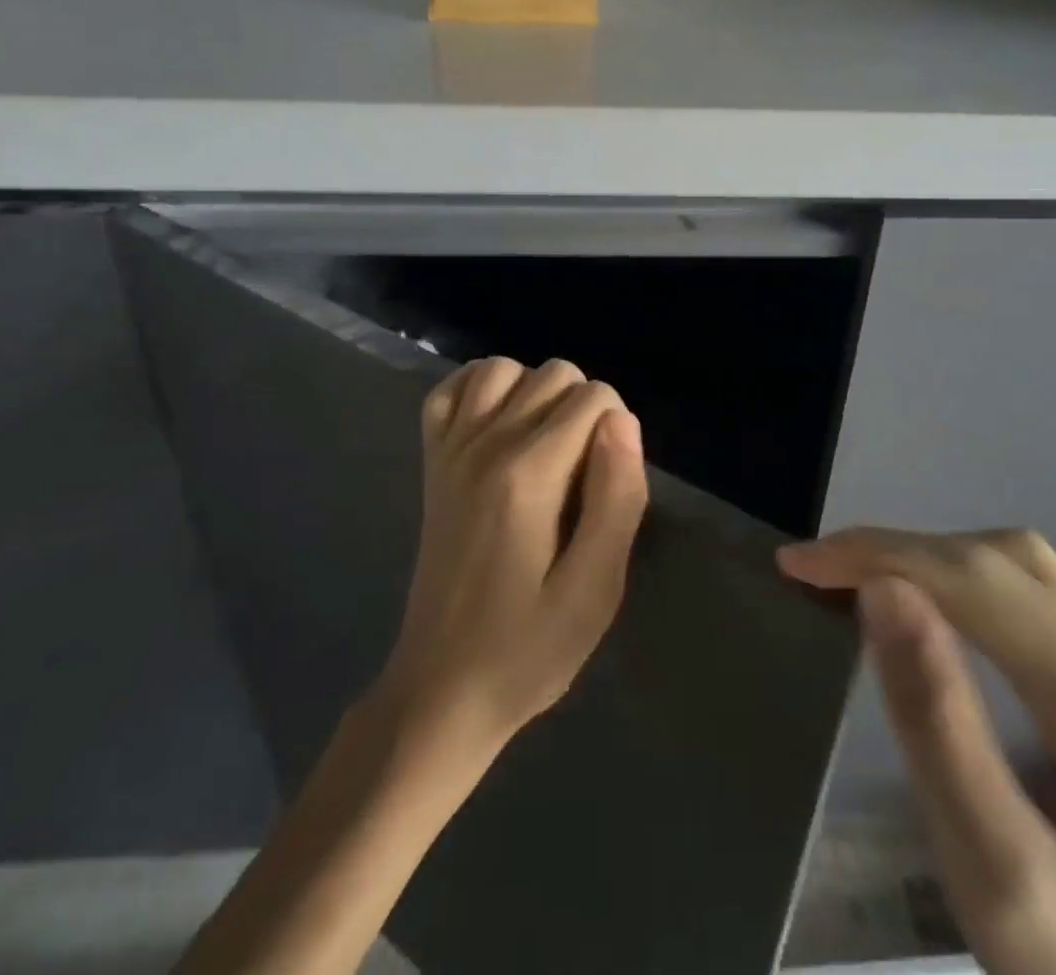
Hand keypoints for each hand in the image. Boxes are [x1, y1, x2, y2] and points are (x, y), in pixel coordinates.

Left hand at [176, 357, 647, 974]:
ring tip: (548, 445)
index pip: (594, 397)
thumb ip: (617, 496)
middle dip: (585, 409)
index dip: (619, 430)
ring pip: (504, 367)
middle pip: (554, 373)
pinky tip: (501, 425)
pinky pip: (450, 389)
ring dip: (537, 392)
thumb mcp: (596, 589)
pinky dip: (481, 389)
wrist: (442, 687)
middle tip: (584, 475)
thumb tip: (622, 421)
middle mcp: (485, 443)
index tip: (611, 482)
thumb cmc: (529, 647)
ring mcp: (451, 448)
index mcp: (529, 473)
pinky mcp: (432, 461)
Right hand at [778, 528, 1055, 974]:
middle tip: (815, 573)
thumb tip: (881, 589)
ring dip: (926, 559)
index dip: (875, 554)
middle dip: (895, 550)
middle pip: (994, 560)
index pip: (969, 577)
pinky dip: (955, 584)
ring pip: (1012, 569)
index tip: (795, 563)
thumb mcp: (994, 868)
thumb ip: (936, 719)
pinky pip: (1022, 600)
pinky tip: (920, 609)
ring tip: (854, 581)